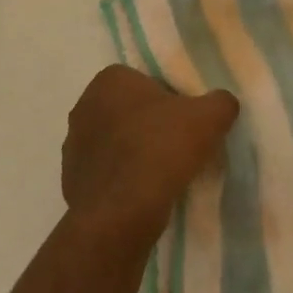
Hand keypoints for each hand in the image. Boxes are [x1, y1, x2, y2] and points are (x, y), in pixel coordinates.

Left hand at [62, 66, 239, 250]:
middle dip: (150, 126)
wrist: (121, 211)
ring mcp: (72, 144)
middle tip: (178, 148)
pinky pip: (105, 173)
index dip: (171, 101)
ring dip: (134, 153)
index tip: (187, 124)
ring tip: (162, 175)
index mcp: (110, 80)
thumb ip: (220, 102)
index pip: (147, 82)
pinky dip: (122, 180)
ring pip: (115, 143)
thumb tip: (221, 104)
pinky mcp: (70, 179)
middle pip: (129, 111)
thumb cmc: (161, 149)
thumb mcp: (210, 117)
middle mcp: (84, 105)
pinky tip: (142, 194)